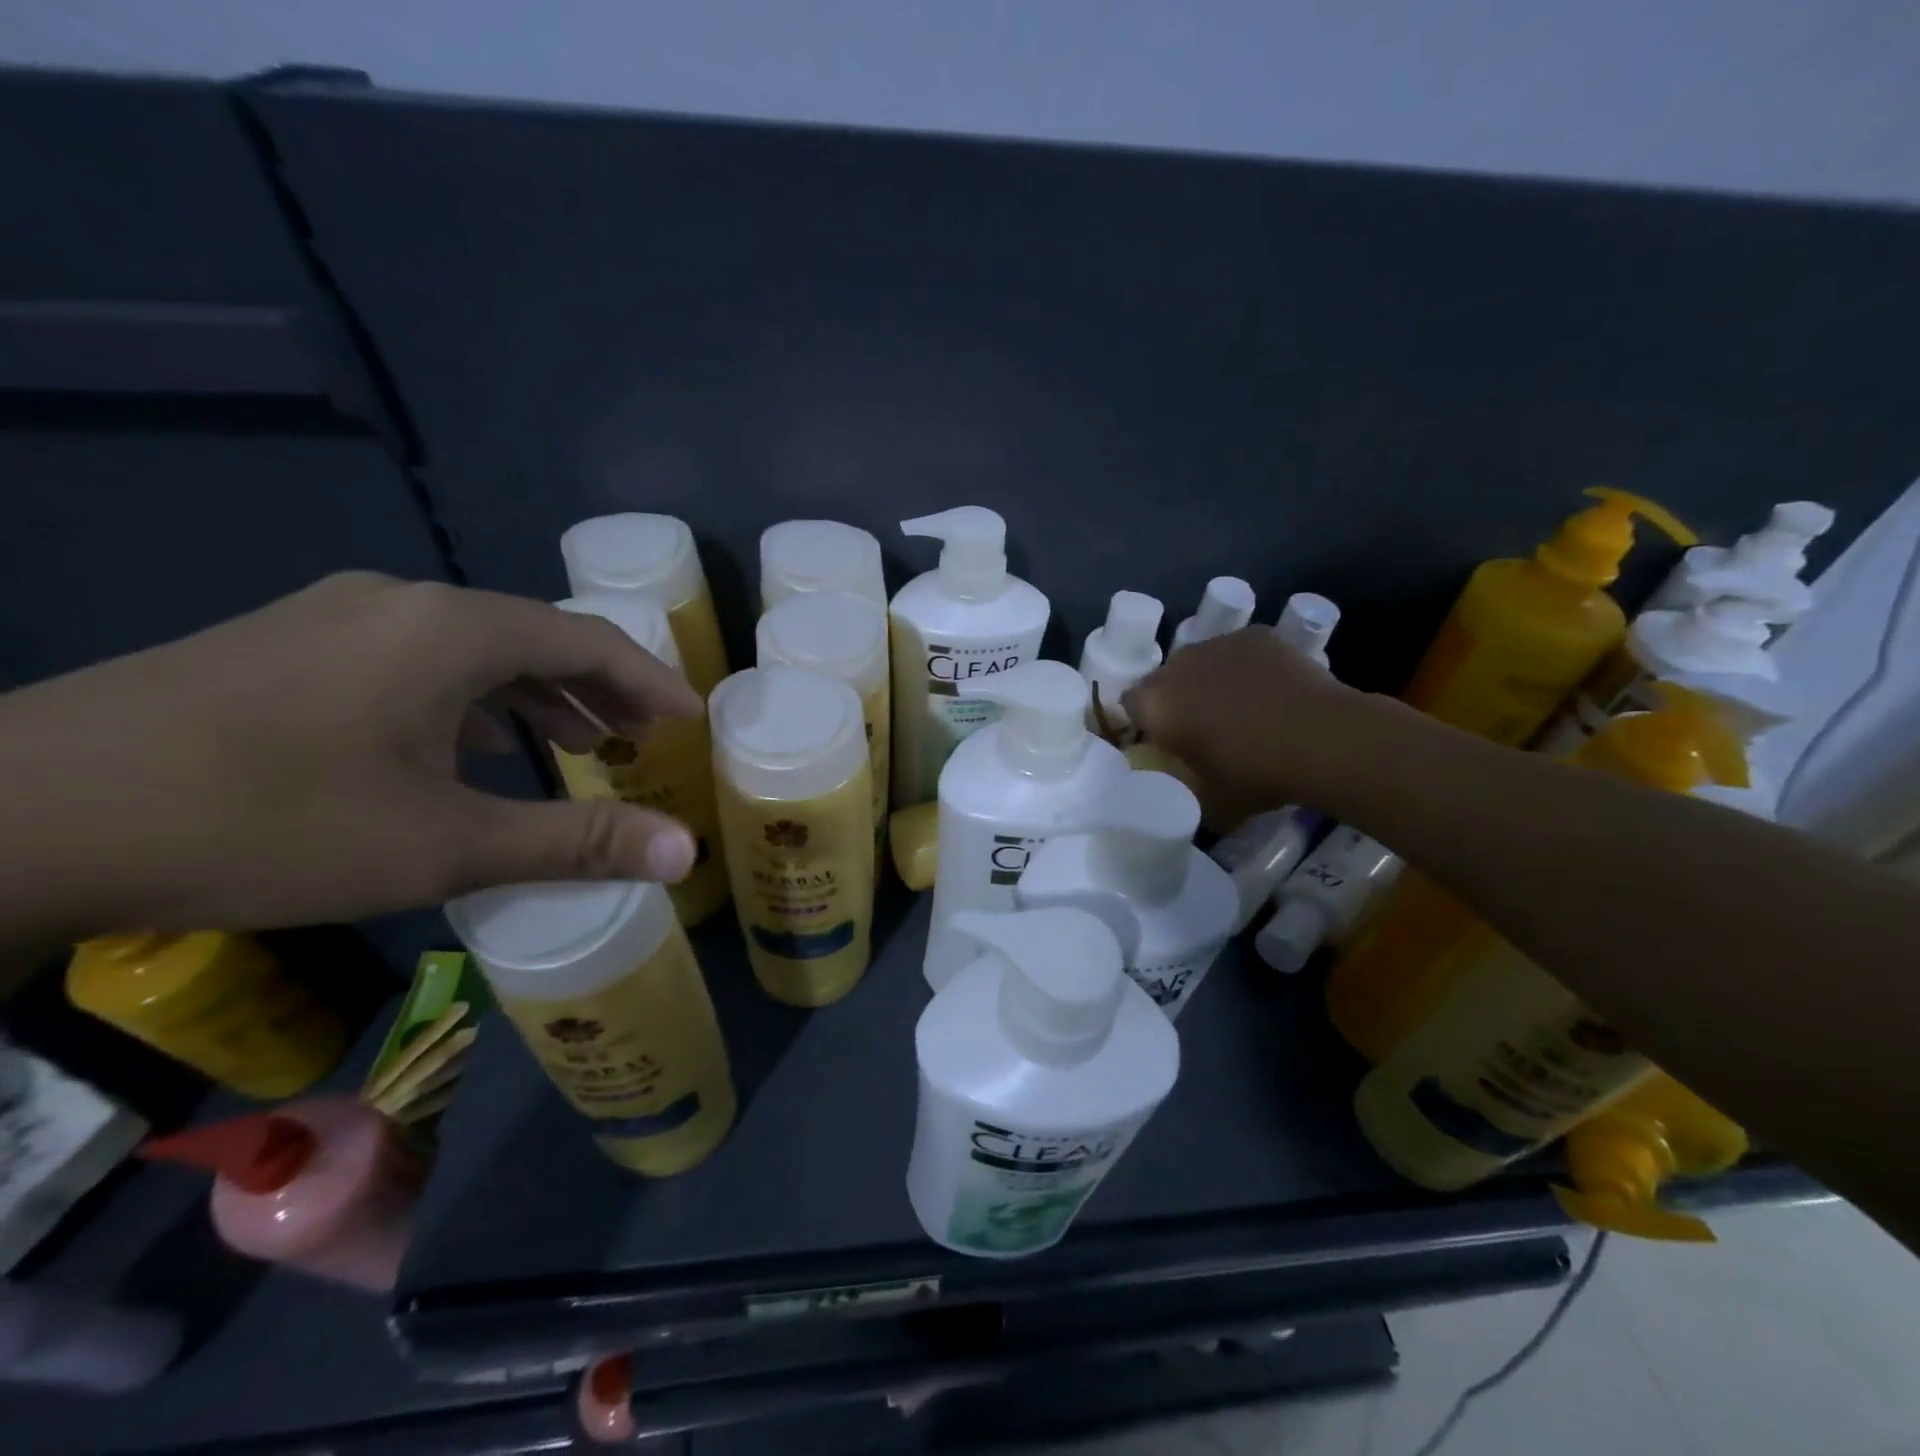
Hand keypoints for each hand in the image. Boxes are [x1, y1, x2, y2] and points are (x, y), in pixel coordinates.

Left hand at [0, 573, 704, 944]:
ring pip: (475, 646)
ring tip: (579, 742)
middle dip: (602, 688)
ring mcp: (338, 615)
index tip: (692, 720)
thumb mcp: (445, 845)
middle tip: (644, 738)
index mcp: (453, 629)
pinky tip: (472, 745)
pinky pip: (420, 658)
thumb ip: (576, 840)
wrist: (14, 814)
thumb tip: (685, 852)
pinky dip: (475, 696)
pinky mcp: (289, 643)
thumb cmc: (269, 821)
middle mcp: (404, 602)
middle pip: (536, 636)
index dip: (653, 681)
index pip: (590, 640)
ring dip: (539, 693)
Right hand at [1122, 627, 1362, 824]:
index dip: (1145, 723)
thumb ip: (1184, 789)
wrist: (1322, 739)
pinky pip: (1237, 651)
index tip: (1164, 741)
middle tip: (1202, 727)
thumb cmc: (1256, 774)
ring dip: (1208, 681)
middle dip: (1176, 699)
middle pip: (1163, 680)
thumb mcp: (1208, 801)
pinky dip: (1245, 668)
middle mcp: (1177, 666)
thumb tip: (1182, 790)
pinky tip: (1269, 690)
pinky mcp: (1255, 635)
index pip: (1129, 706)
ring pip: (1200, 662)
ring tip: (1240, 707)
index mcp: (1156, 705)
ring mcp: (1217, 644)